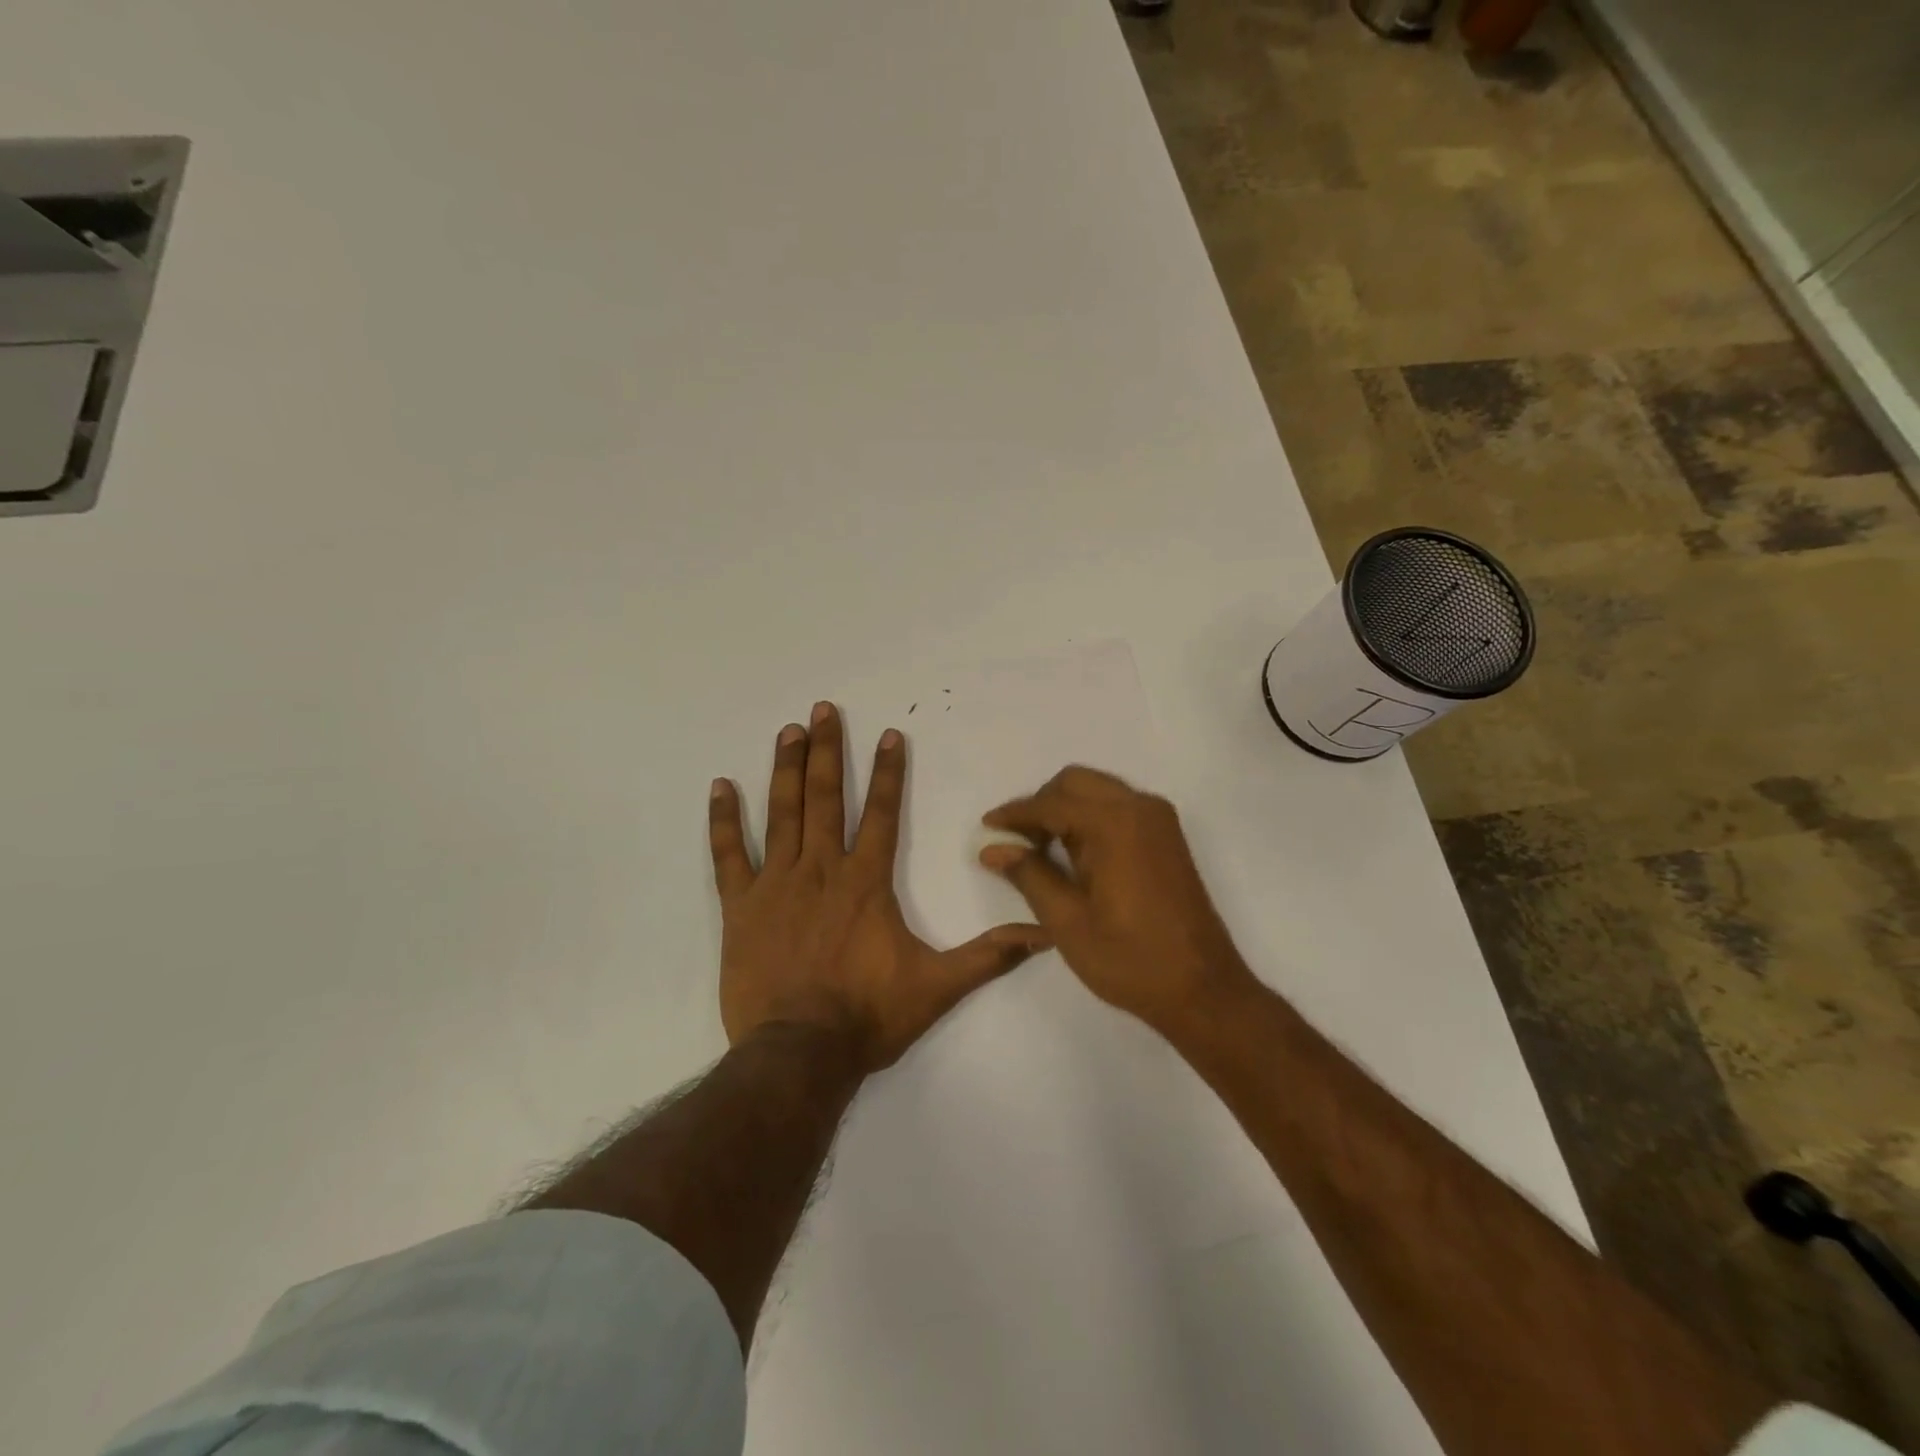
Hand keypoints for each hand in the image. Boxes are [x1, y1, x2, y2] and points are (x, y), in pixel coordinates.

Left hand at [710, 703, 1050, 1070]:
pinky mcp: (741, 907)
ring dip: (787, 770)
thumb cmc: (869, 1016)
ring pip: (782, 814)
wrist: (800, 1053)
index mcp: (866, 882)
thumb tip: (1044, 935)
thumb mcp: (939, 987)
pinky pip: (729, 855)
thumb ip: (990, 956)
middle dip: (829, 751)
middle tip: (823, 710)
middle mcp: (822, 870)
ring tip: (788, 731)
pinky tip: (720, 787)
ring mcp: (777, 885)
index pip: (883, 814)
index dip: (889, 772)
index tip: (889, 733)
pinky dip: (723, 821)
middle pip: (827, 798)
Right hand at [978, 766, 1256, 1037]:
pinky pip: (1118, 807)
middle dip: (1040, 804)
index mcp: (1114, 824)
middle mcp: (1139, 808)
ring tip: (1040, 850)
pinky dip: (1090, 817)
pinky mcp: (1167, 836)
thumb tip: (992, 848)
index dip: (1015, 814)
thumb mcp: (1067, 921)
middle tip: (1016, 841)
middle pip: (1075, 783)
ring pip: (1097, 791)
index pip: (1051, 803)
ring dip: (1065, 809)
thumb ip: (1029, 874)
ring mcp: (1159, 820)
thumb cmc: (1129, 959)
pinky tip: (1075, 853)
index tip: (987, 826)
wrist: (1202, 989)